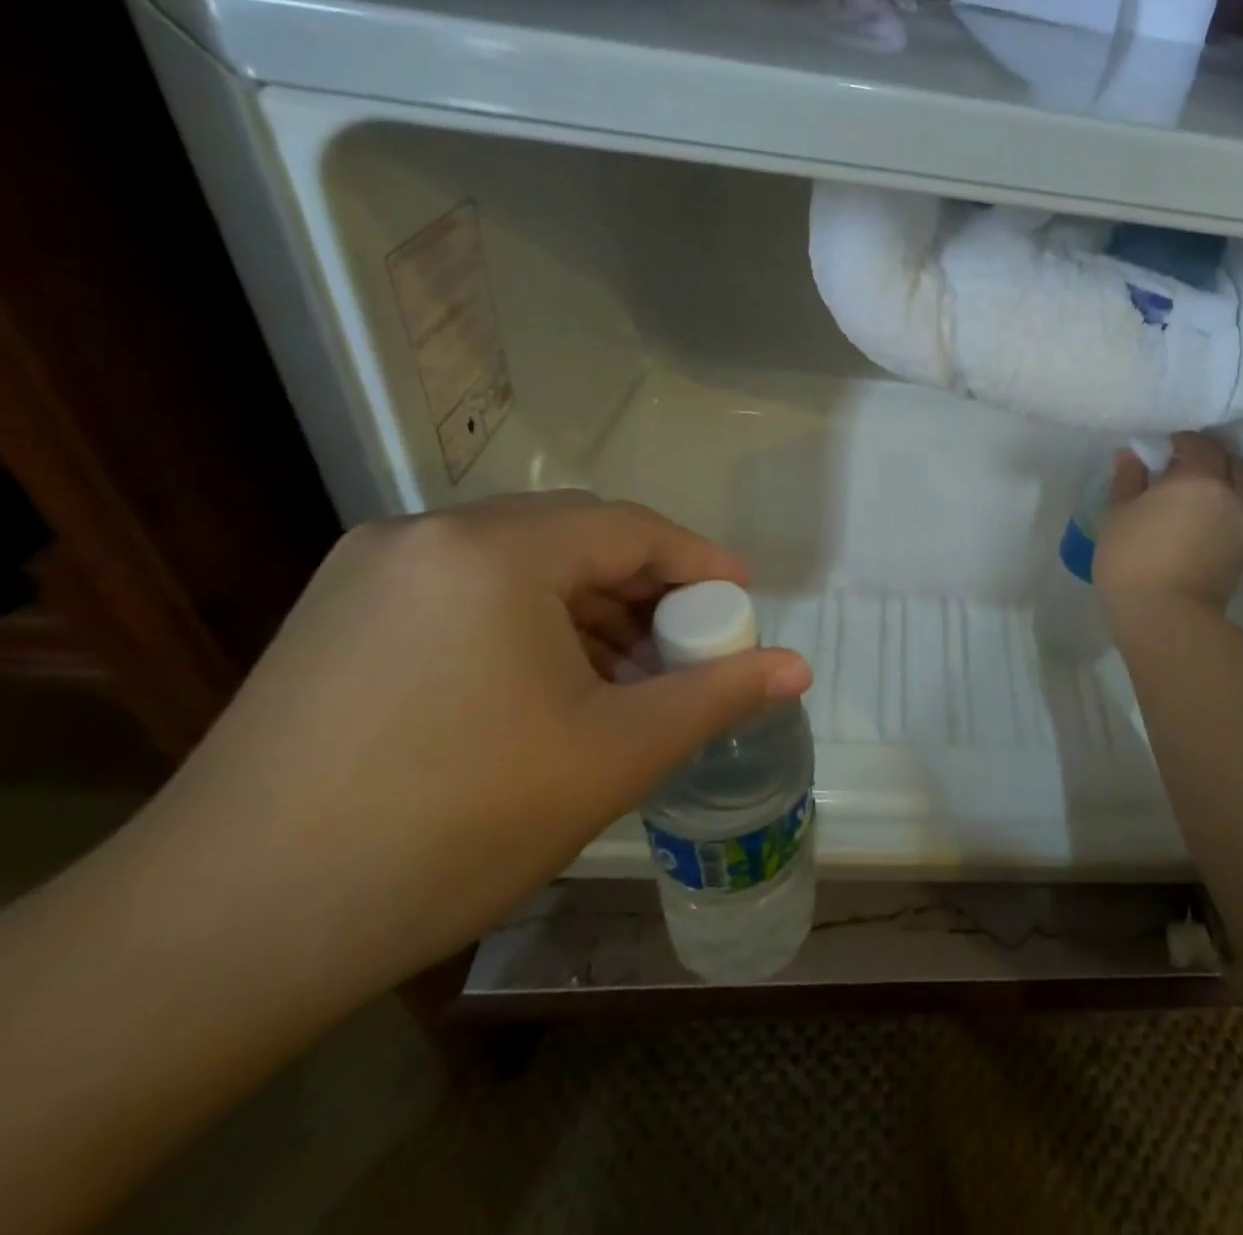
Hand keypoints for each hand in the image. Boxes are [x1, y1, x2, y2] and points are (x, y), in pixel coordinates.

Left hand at [134, 491, 810, 1009]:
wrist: (225, 932)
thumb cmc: (453, 822)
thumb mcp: (615, 754)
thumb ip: (718, 696)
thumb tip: (799, 667)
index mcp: (493, 551)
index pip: (629, 528)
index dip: (700, 562)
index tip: (744, 602)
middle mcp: (425, 536)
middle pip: (574, 538)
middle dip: (647, 588)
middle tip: (690, 645)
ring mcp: (371, 574)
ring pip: (520, 567)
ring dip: (590, 610)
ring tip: (630, 676)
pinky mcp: (339, 619)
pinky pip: (468, 594)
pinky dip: (531, 625)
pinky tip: (552, 688)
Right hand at [1094, 431, 1242, 611]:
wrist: (1166, 617)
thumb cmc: (1133, 558)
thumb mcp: (1117, 514)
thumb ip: (1127, 480)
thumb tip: (1131, 455)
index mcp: (1198, 477)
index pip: (1199, 444)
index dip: (1182, 440)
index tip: (1164, 448)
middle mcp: (1229, 495)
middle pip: (1230, 462)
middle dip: (1210, 457)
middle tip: (1183, 466)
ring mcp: (1242, 526)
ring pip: (1242, 489)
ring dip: (1225, 483)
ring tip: (1197, 493)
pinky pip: (1242, 517)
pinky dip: (1228, 509)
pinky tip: (1205, 520)